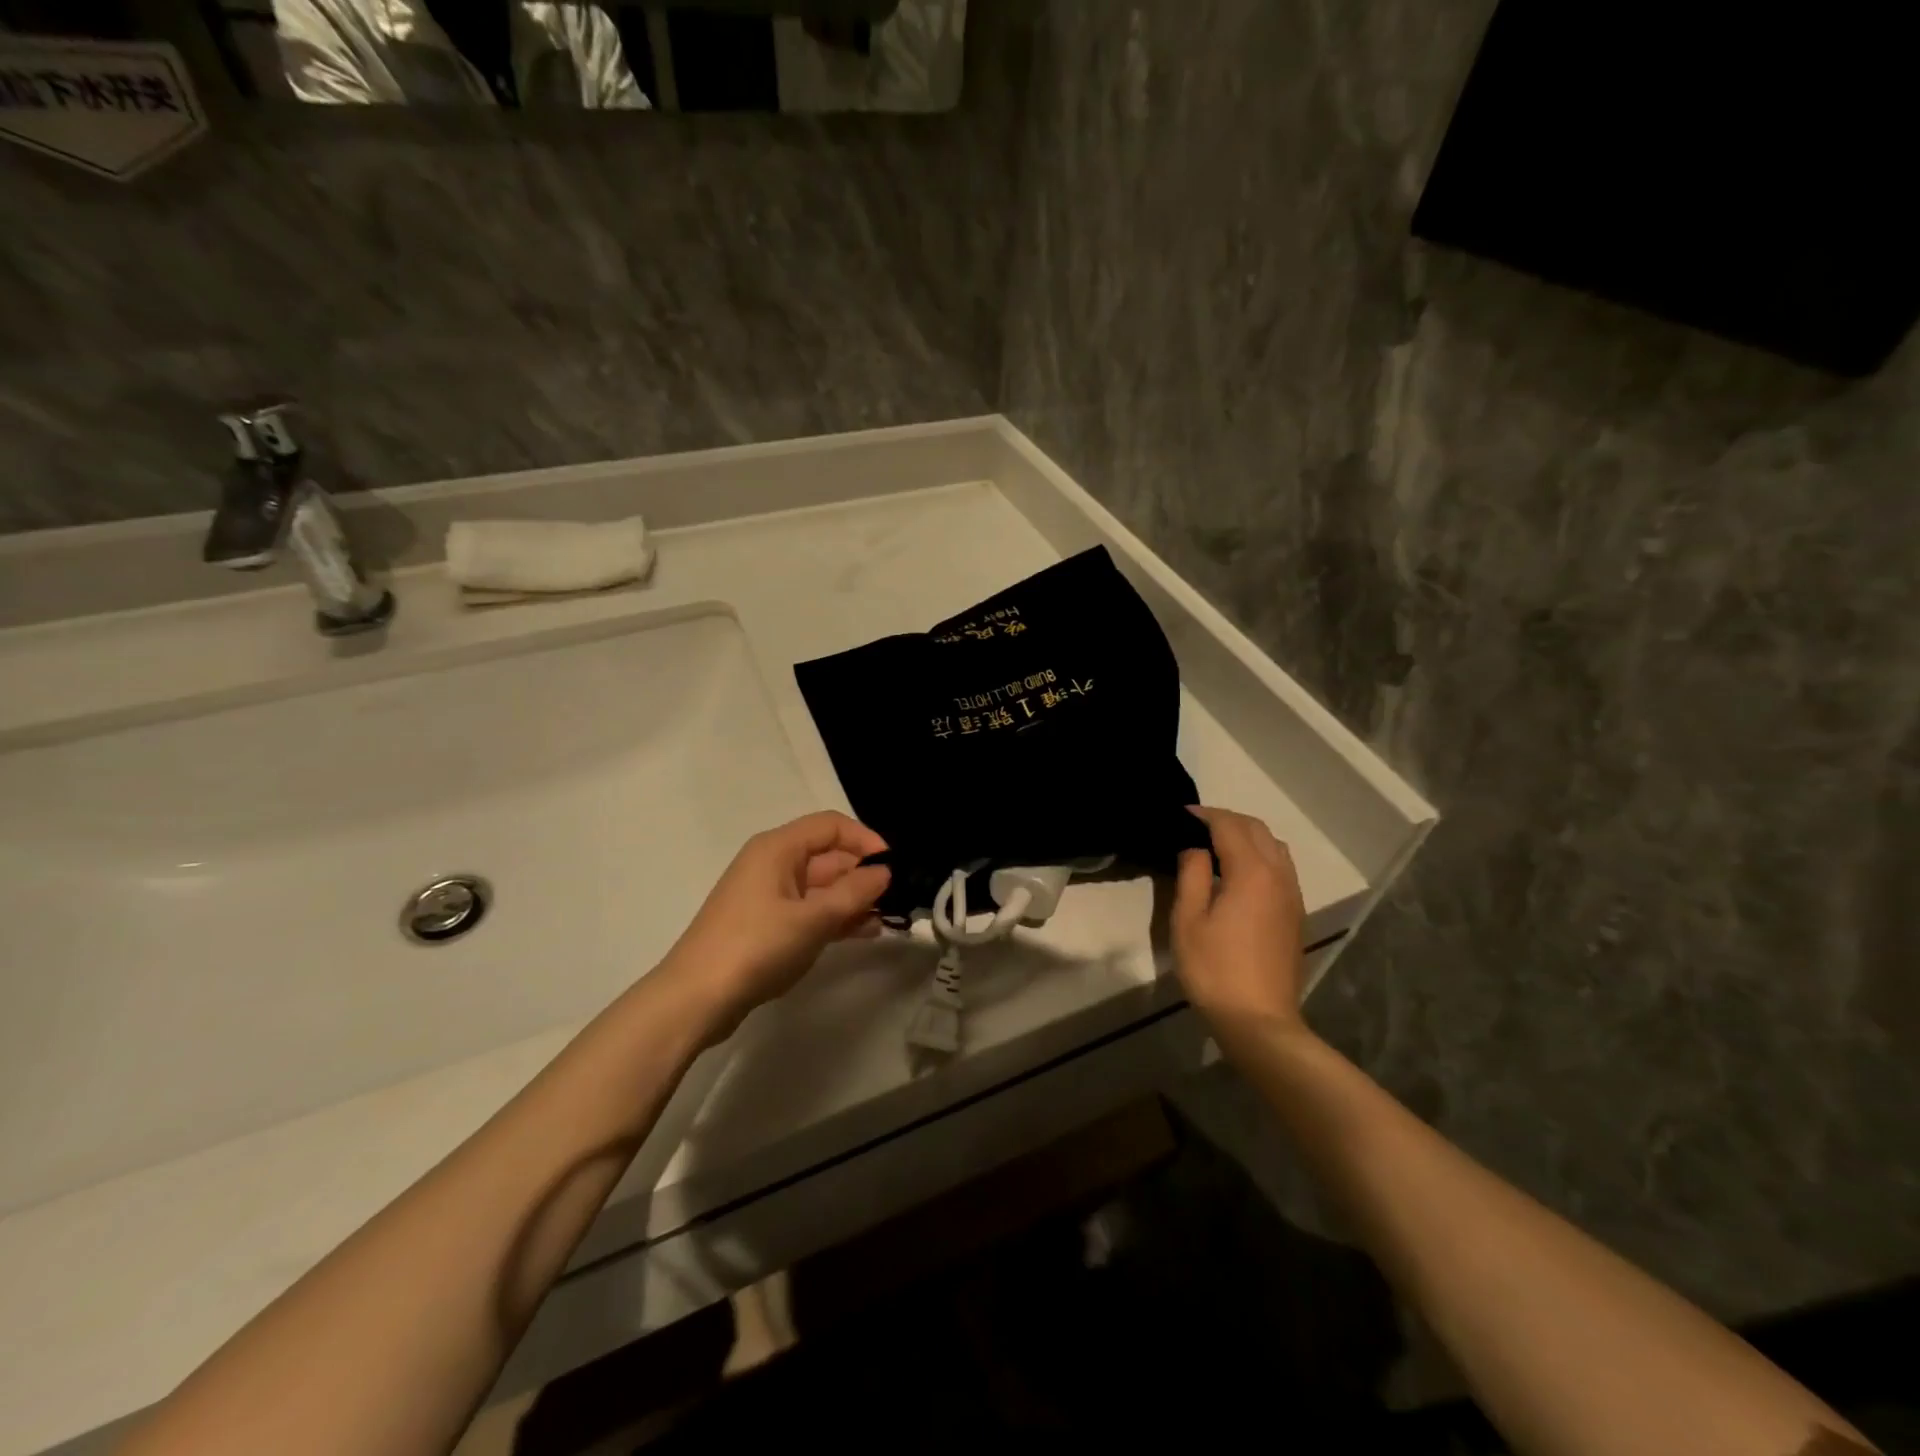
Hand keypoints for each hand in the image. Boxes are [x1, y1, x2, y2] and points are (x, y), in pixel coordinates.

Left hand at [656, 811, 891, 1042]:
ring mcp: (769, 896)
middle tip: (897, 898)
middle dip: (862, 874)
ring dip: (853, 899)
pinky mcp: (768, 925)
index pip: (830, 826)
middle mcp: (773, 864)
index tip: (893, 866)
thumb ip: (854, 892)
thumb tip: (884, 871)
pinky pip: (810, 910)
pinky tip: (864, 932)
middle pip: (827, 856)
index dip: (864, 840)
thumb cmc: (755, 946)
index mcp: (778, 848)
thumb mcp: (812, 919)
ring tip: (886, 918)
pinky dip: (836, 917)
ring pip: (822, 887)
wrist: (696, 998)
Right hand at [1171, 806, 1307, 1030]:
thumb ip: (1192, 874)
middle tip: (1196, 826)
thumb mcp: (1188, 920)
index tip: (1180, 814)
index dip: (1204, 815)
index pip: (1229, 825)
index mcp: (1252, 872)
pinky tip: (1239, 874)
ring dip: (1247, 836)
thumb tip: (1195, 848)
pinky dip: (1260, 855)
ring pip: (1274, 847)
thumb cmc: (1215, 969)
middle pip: (1257, 829)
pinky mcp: (1296, 914)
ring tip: (1217, 846)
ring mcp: (1293, 895)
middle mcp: (1279, 875)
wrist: (1259, 1020)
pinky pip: (1281, 867)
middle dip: (1227, 820)